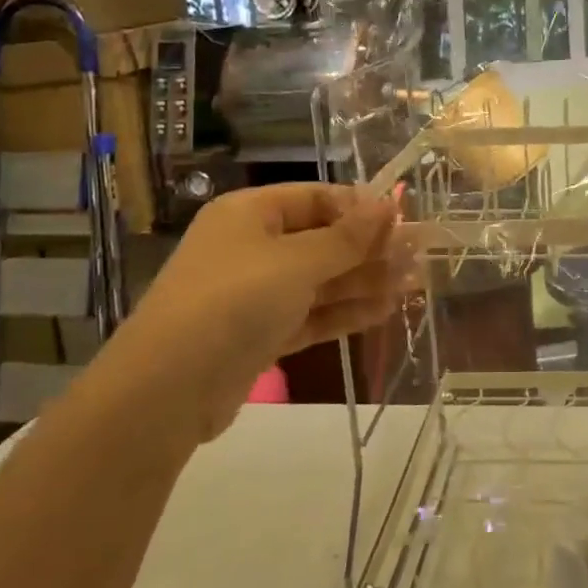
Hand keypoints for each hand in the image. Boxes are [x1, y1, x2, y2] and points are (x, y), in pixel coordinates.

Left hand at [96, 184, 409, 440]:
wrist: (167, 389)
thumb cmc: (234, 301)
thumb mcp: (297, 262)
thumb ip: (348, 237)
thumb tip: (388, 203)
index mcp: (251, 213)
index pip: (317, 198)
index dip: (361, 208)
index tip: (404, 222)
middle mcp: (252, 247)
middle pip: (322, 240)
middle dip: (370, 249)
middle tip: (419, 258)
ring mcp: (254, 293)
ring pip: (320, 280)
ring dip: (365, 281)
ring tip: (414, 284)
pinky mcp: (259, 334)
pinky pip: (310, 314)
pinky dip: (344, 312)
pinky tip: (384, 310)